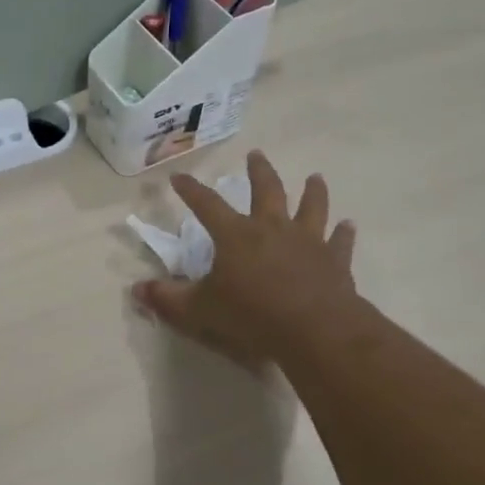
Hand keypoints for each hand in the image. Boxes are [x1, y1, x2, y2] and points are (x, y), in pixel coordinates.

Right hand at [132, 151, 363, 364]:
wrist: (314, 330)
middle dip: (259, 172)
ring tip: (315, 177)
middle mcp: (272, 228)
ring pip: (311, 207)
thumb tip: (136, 289)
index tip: (179, 177)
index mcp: (236, 235)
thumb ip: (168, 298)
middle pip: (266, 191)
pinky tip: (348, 225)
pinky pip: (340, 242)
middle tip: (257, 154)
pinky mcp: (334, 262)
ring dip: (313, 192)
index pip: (207, 205)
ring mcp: (308, 242)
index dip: (191, 190)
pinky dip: (343, 233)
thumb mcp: (199, 310)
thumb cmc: (251, 315)